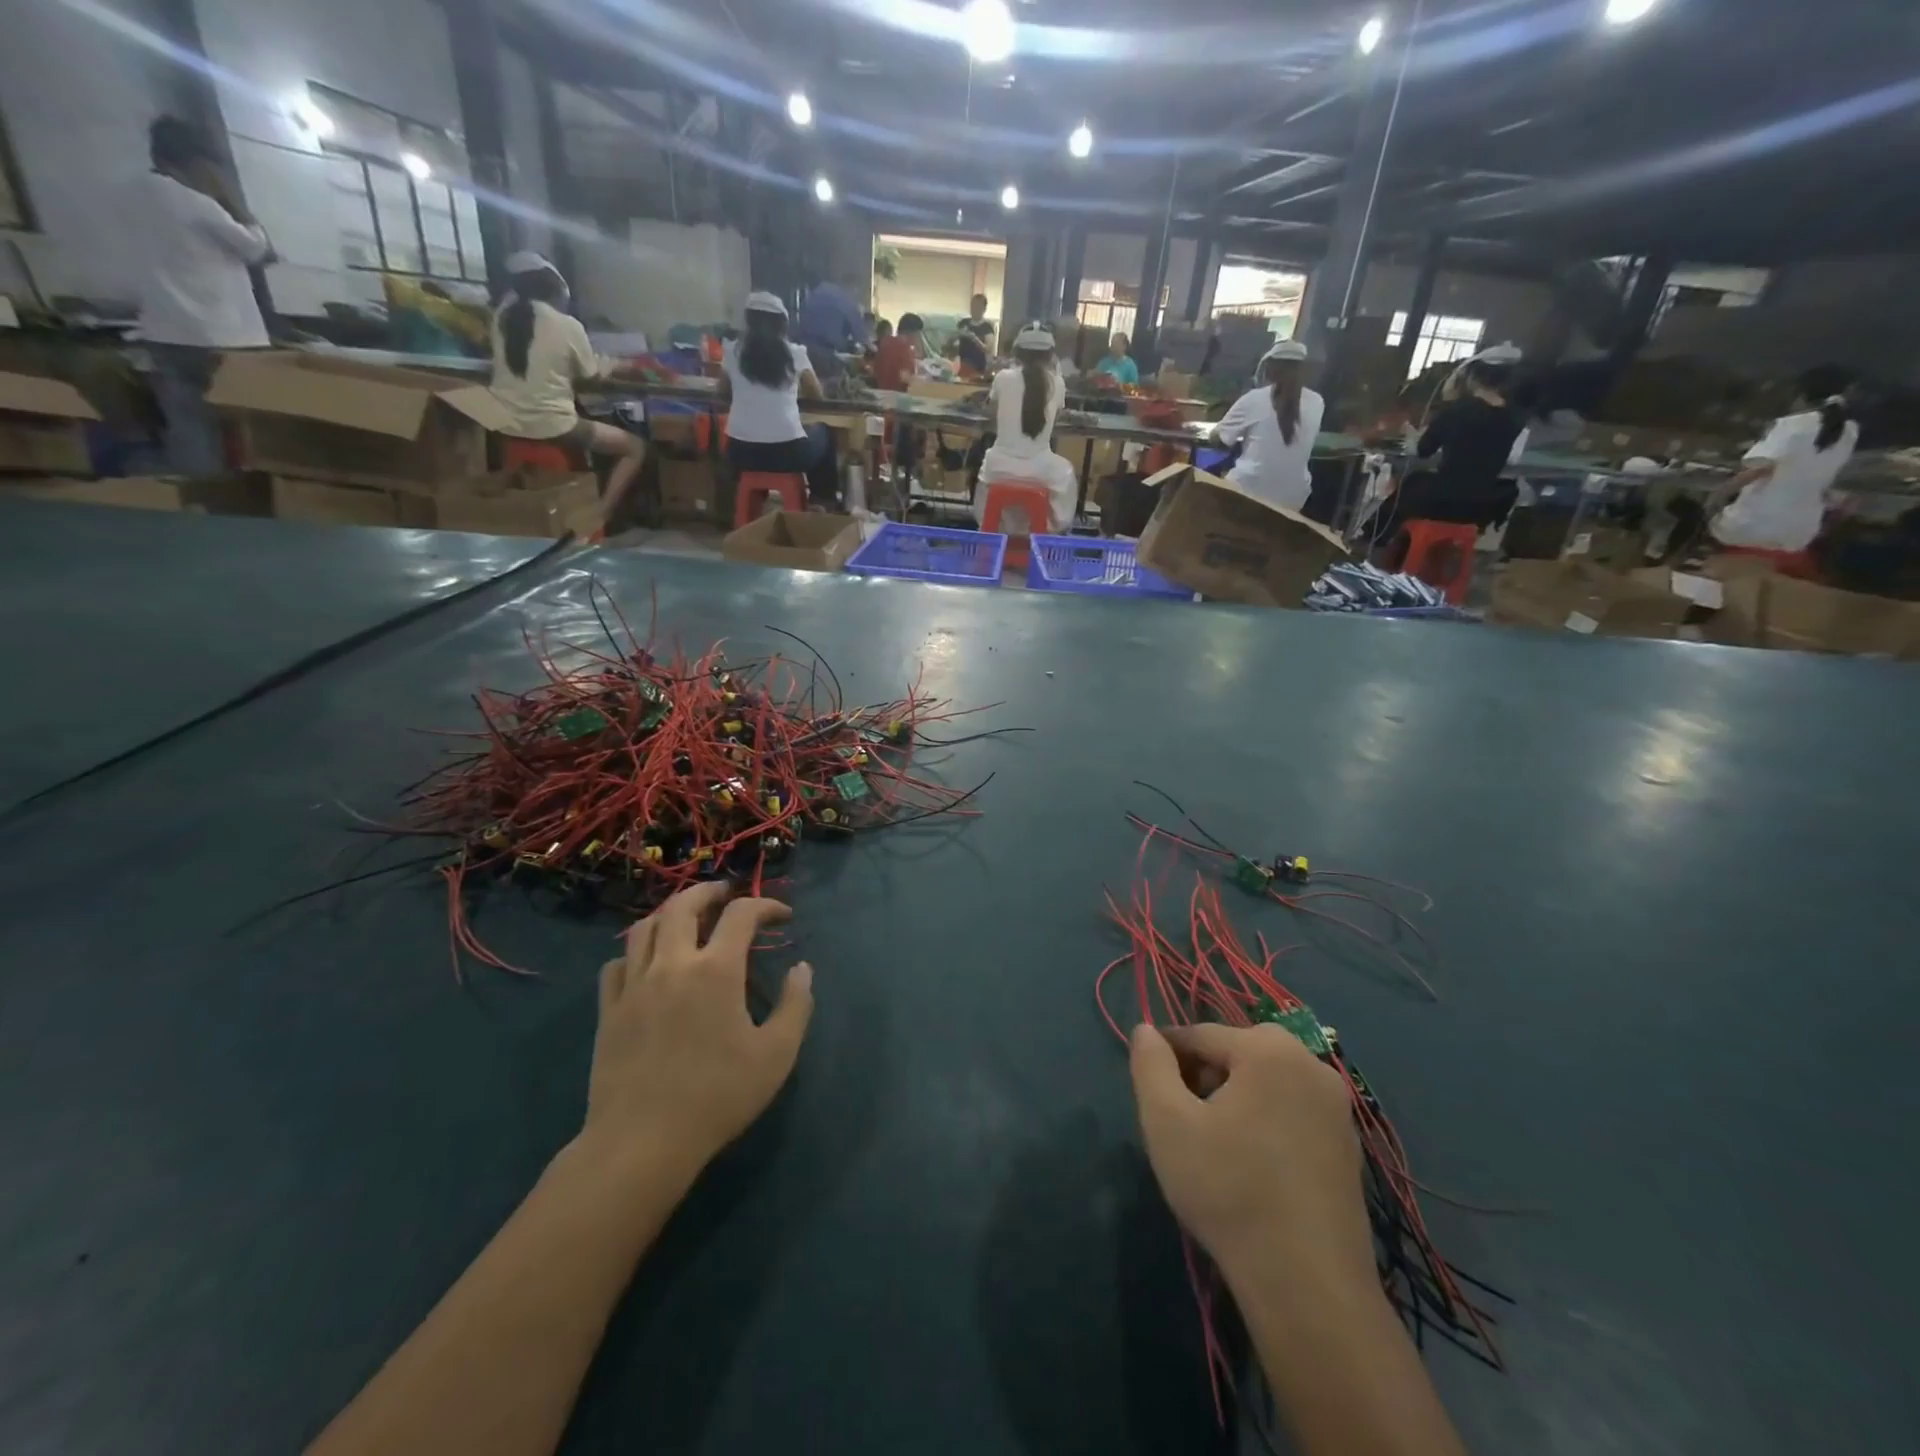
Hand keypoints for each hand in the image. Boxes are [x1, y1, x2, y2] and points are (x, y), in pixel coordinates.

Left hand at [581, 883, 813, 1179]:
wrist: (642, 1143)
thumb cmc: (718, 1096)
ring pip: (644, 927)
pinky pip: (617, 963)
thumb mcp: (777, 1054)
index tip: (783, 917)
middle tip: (727, 894)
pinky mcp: (609, 1010)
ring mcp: (634, 985)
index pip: (741, 914)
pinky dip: (636, 952)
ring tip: (687, 918)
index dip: (766, 906)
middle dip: (710, 891)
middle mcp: (672, 964)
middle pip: (683, 904)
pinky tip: (648, 964)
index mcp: (716, 970)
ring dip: (670, 912)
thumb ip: (796, 1005)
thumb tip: (802, 969)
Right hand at [1129, 1023, 1371, 1289]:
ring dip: (1235, 1097)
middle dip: (1204, 1075)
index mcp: (1269, 1050)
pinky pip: (1293, 1111)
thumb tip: (1145, 1030)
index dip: (1168, 1056)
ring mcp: (1337, 1108)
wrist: (1307, 1285)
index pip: (1201, 1034)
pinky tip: (1252, 1165)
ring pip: (1267, 1081)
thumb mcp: (1167, 1122)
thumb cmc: (1228, 1190)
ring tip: (1214, 1143)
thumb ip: (1150, 1065)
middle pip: (1238, 1052)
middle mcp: (1311, 1065)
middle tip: (1184, 1119)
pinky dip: (1267, 1121)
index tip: (1150, 1089)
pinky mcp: (1349, 1146)